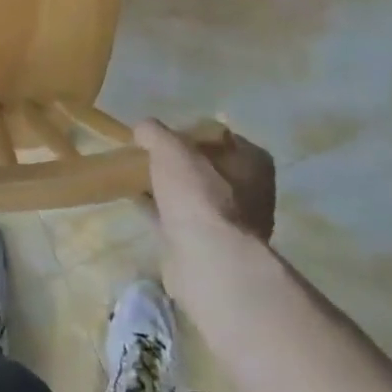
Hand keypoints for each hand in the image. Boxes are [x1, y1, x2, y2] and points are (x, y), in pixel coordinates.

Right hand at [135, 120, 276, 311]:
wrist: (208, 261)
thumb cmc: (199, 194)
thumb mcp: (170, 148)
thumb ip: (154, 132)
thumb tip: (142, 129)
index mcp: (254, 163)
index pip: (222, 137)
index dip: (192, 132)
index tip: (166, 134)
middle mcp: (252, 193)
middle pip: (207, 168)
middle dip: (179, 164)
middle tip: (150, 156)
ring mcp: (233, 225)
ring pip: (194, 197)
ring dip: (170, 189)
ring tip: (137, 177)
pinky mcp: (212, 249)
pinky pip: (182, 221)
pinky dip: (162, 212)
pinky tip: (137, 204)